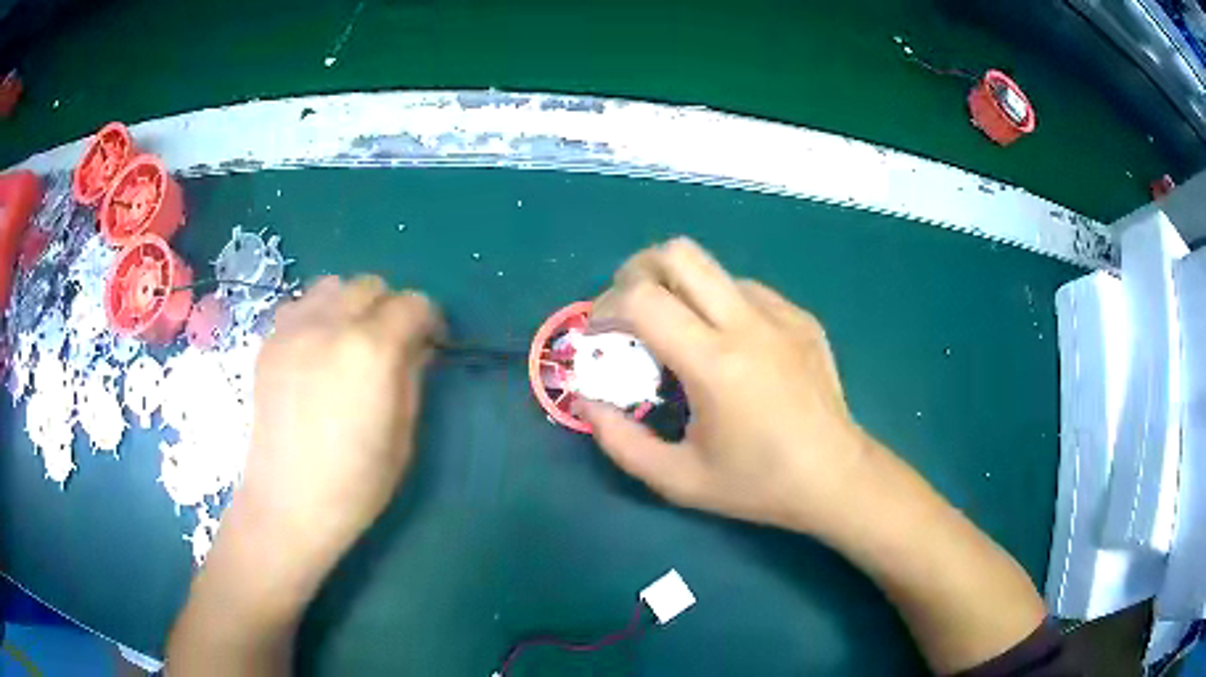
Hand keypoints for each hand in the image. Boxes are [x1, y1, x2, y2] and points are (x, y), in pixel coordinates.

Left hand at [238, 275, 443, 575]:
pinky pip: (299, 305)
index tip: (429, 342)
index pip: (413, 304)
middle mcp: (331, 325)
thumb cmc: (356, 482)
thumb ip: (412, 377)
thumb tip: (416, 346)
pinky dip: (316, 315)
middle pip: (371, 285)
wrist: (289, 503)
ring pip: (332, 285)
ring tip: (348, 339)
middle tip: (389, 343)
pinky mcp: (269, 342)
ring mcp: (294, 329)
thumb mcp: (404, 435)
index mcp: (372, 350)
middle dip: (389, 307)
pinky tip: (315, 350)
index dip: (428, 319)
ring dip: (350, 304)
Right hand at [581, 238, 871, 535]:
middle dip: (637, 272)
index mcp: (714, 364)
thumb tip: (586, 401)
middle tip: (629, 312)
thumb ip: (619, 442)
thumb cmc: (757, 484)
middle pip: (678, 253)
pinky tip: (729, 347)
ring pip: (712, 269)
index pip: (642, 298)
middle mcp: (748, 324)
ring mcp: (781, 314)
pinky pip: (746, 290)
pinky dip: (719, 305)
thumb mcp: (677, 480)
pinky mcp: (801, 317)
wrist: (836, 476)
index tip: (600, 337)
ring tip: (680, 335)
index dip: (605, 307)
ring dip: (680, 289)